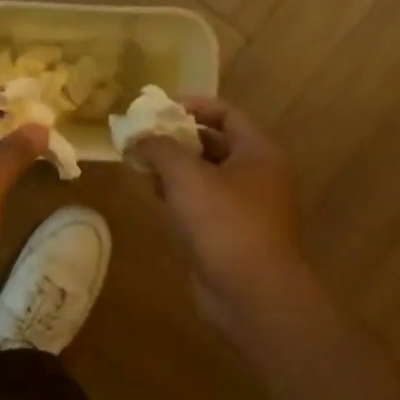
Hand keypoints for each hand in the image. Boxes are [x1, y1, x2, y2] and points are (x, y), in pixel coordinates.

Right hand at [132, 97, 315, 330]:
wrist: (252, 294)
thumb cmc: (224, 223)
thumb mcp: (186, 176)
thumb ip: (160, 148)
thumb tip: (140, 136)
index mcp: (258, 152)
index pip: (227, 113)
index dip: (193, 106)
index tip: (158, 109)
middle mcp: (259, 175)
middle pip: (216, 144)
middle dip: (178, 140)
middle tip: (144, 139)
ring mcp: (248, 208)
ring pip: (208, 177)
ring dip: (176, 169)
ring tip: (143, 167)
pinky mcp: (234, 235)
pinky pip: (206, 205)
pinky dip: (182, 197)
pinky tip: (157, 199)